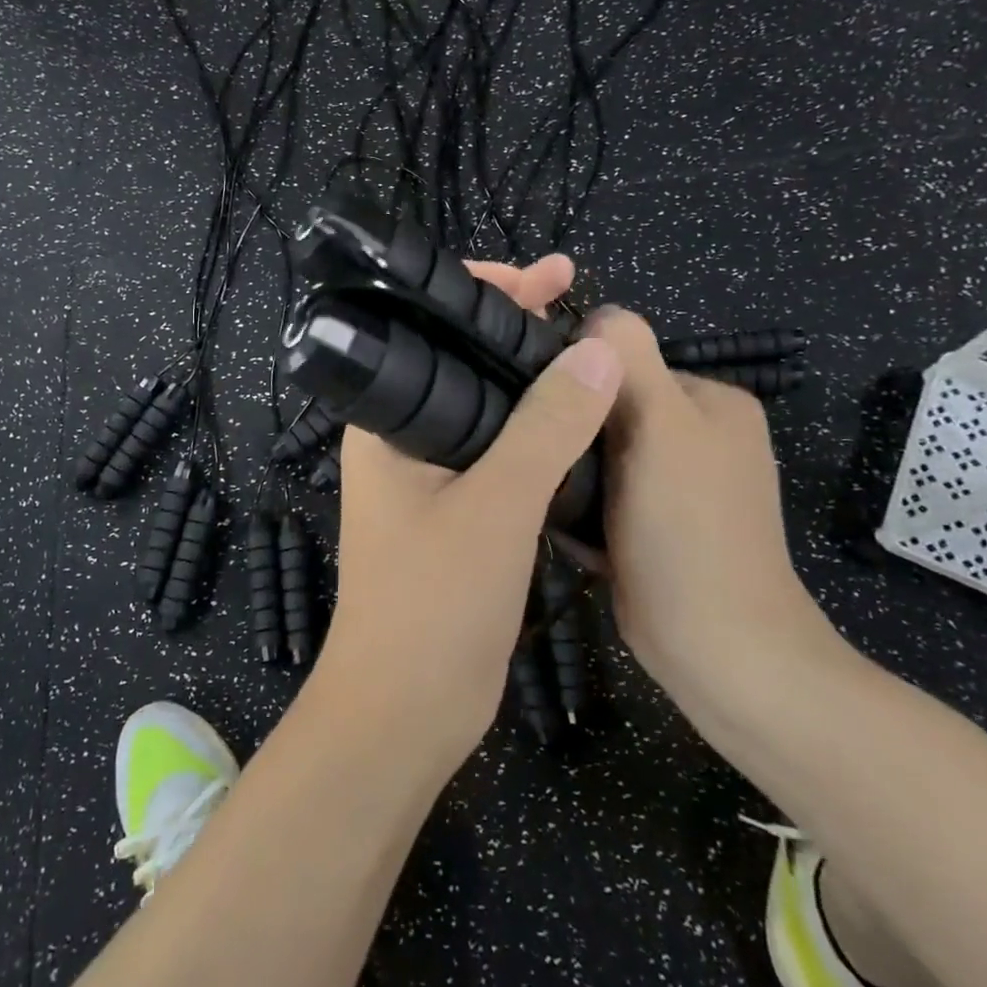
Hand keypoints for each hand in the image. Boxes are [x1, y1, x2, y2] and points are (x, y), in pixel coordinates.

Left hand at [309, 256, 622, 774]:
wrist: (407, 710)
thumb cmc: (433, 604)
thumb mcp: (496, 507)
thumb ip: (546, 428)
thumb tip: (599, 353)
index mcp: (387, 423)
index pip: (430, 331)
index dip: (486, 293)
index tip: (550, 276)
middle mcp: (403, 441)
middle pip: (463, 364)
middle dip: (518, 331)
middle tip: (579, 304)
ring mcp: (432, 479)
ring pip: (490, 411)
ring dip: (534, 382)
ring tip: (591, 352)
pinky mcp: (460, 514)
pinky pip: (503, 454)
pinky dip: (540, 432)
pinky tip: (582, 420)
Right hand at [584, 308, 844, 712]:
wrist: (718, 650)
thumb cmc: (688, 530)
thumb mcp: (661, 426)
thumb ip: (630, 360)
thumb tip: (596, 314)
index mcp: (711, 402)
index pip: (625, 364)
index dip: (581, 385)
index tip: (546, 415)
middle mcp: (700, 437)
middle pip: (609, 411)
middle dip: (573, 435)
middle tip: (544, 462)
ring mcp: (679, 487)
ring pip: (599, 457)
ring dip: (571, 474)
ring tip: (547, 498)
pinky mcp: (656, 528)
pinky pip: (603, 497)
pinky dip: (581, 509)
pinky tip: (565, 529)